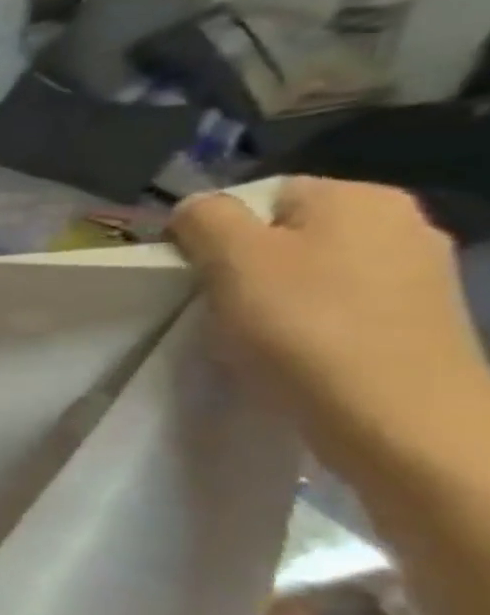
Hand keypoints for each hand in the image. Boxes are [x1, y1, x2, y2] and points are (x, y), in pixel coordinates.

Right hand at [170, 178, 489, 477]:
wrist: (398, 419)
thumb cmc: (304, 326)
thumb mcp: (231, 258)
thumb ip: (205, 217)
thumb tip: (198, 208)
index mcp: (358, 197)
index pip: (260, 195)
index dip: (216, 231)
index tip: (195, 272)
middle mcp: (402, 223)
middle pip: (288, 234)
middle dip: (247, 265)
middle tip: (218, 304)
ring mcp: (421, 275)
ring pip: (314, 273)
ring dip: (276, 298)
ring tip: (251, 335)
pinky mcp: (420, 322)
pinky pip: (342, 308)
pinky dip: (310, 326)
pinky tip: (293, 353)